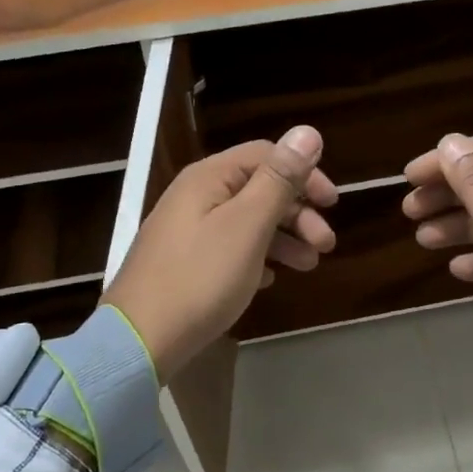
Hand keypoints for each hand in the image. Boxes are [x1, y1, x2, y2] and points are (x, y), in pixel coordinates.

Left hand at [104, 126, 336, 379]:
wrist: (139, 340)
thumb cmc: (201, 277)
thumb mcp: (248, 225)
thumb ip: (279, 179)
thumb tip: (308, 131)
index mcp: (209, 177)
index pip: (267, 155)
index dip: (304, 174)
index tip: (333, 204)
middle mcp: (196, 195)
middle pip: (258, 188)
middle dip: (298, 212)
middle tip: (326, 245)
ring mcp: (187, 230)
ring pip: (247, 221)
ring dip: (283, 237)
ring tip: (308, 266)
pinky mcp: (184, 263)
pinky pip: (230, 248)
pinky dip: (257, 257)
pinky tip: (270, 279)